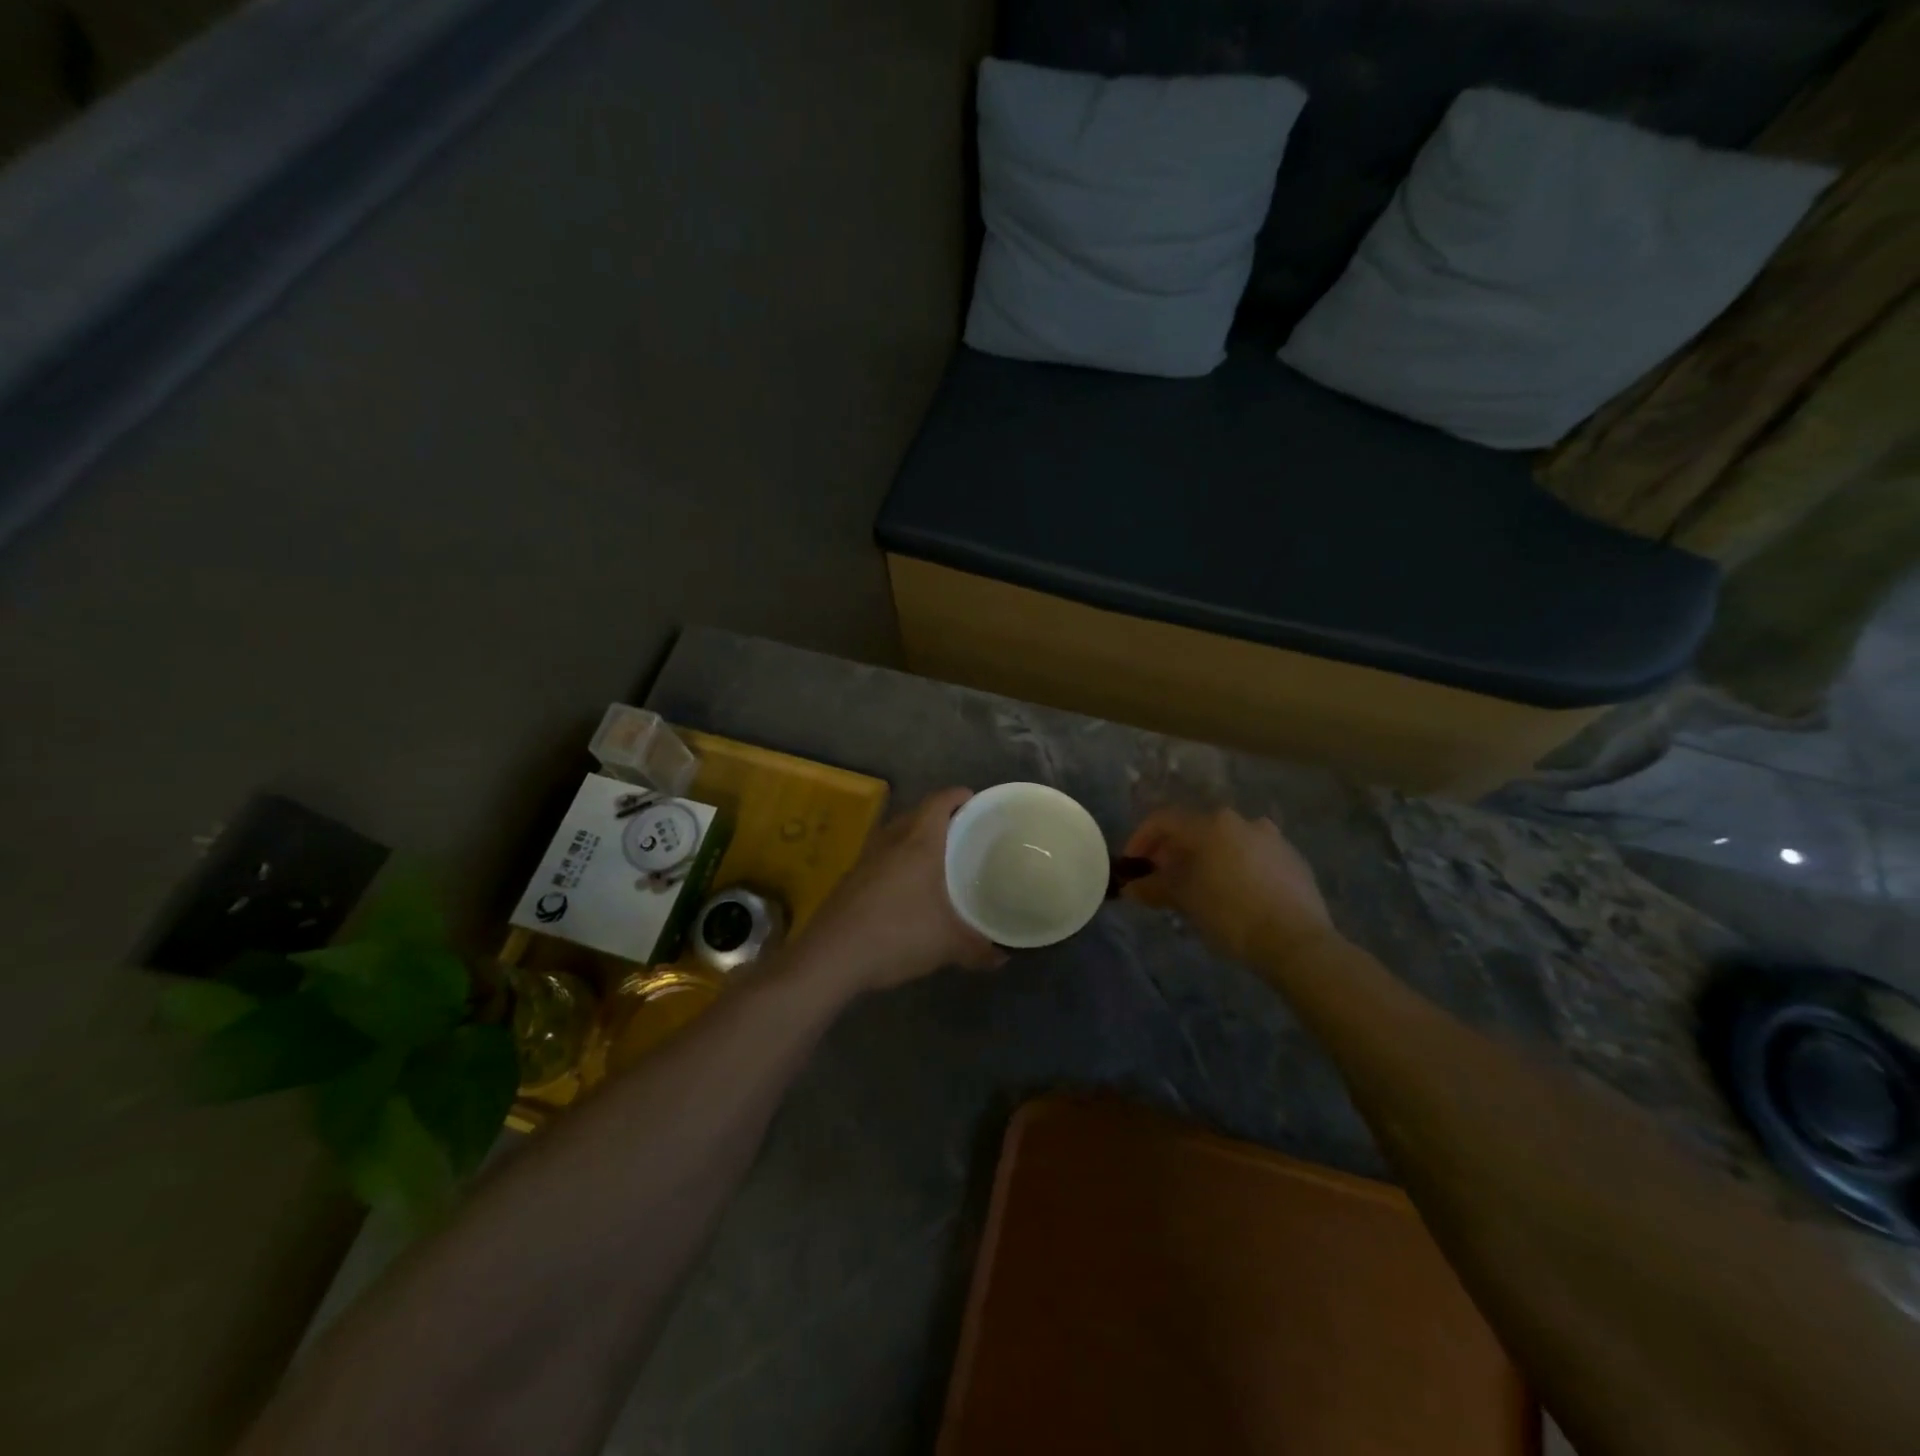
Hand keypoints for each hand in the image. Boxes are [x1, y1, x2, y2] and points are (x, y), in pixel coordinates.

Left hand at [798, 788, 1003, 992]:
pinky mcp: (850, 878)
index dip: (958, 796)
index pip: (939, 801)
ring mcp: (865, 858)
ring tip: (937, 858)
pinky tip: (906, 888)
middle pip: (916, 813)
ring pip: (895, 834)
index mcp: (918, 842)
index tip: (975, 802)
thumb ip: (978, 949)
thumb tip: (1002, 957)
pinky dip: (897, 860)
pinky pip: (881, 855)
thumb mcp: (947, 945)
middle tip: (963, 832)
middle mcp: (890, 841)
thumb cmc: (897, 935)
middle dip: (940, 817)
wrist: (831, 957)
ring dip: (915, 838)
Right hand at [1120, 807, 1338, 964]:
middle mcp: (1242, 821)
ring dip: (1206, 859)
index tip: (1132, 865)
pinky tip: (1235, 895)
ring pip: (1226, 842)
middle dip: (1174, 852)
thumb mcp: (1185, 900)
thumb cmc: (1230, 914)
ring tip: (1199, 888)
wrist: (1297, 941)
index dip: (1141, 839)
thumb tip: (1132, 888)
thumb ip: (1155, 887)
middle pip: (1196, 829)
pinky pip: (1253, 856)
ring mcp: (1272, 838)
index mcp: (1211, 824)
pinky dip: (1235, 868)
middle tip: (1162, 878)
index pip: (1164, 821)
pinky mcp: (1293, 859)